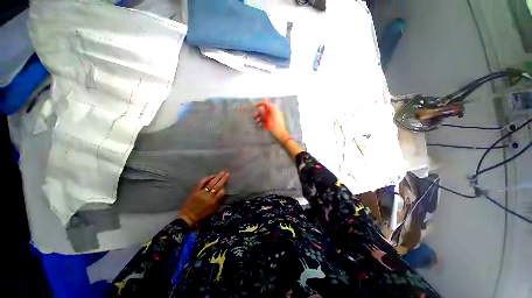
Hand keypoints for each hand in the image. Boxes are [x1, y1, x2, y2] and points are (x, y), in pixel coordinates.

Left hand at [178, 171, 229, 228]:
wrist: (188, 218)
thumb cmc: (202, 216)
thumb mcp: (213, 211)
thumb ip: (219, 202)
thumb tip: (225, 193)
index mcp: (213, 203)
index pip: (222, 193)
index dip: (225, 188)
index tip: (227, 184)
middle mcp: (208, 197)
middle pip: (218, 186)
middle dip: (223, 179)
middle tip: (227, 173)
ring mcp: (201, 193)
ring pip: (211, 183)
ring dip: (217, 177)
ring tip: (222, 172)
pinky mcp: (195, 191)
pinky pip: (201, 183)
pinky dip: (207, 178)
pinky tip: (211, 175)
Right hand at [254, 99, 288, 142]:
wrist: (281, 135)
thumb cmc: (274, 127)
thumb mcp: (267, 120)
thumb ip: (263, 112)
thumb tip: (259, 107)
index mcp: (274, 110)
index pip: (267, 104)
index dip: (260, 104)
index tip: (254, 106)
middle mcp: (275, 112)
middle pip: (266, 109)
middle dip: (260, 112)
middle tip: (255, 116)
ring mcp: (275, 117)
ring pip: (266, 114)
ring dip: (261, 117)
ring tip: (257, 121)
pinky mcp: (274, 122)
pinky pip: (268, 119)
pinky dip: (264, 120)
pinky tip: (260, 124)